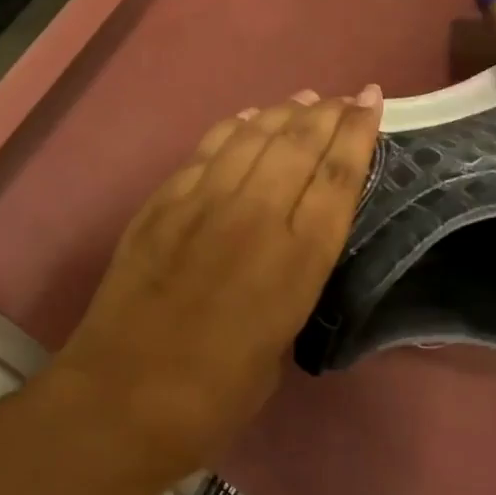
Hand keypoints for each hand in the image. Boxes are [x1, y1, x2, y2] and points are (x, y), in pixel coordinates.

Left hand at [53, 87, 382, 467]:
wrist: (124, 396)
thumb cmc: (214, 395)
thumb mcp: (279, 342)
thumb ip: (288, 283)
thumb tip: (286, 248)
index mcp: (297, 260)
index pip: (337, 177)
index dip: (358, 133)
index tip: (371, 102)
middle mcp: (255, 216)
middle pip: (298, 144)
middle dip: (327, 113)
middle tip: (345, 98)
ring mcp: (202, 202)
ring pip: (252, 137)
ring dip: (282, 113)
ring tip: (303, 100)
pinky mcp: (162, 202)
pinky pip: (206, 151)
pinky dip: (232, 130)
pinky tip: (245, 122)